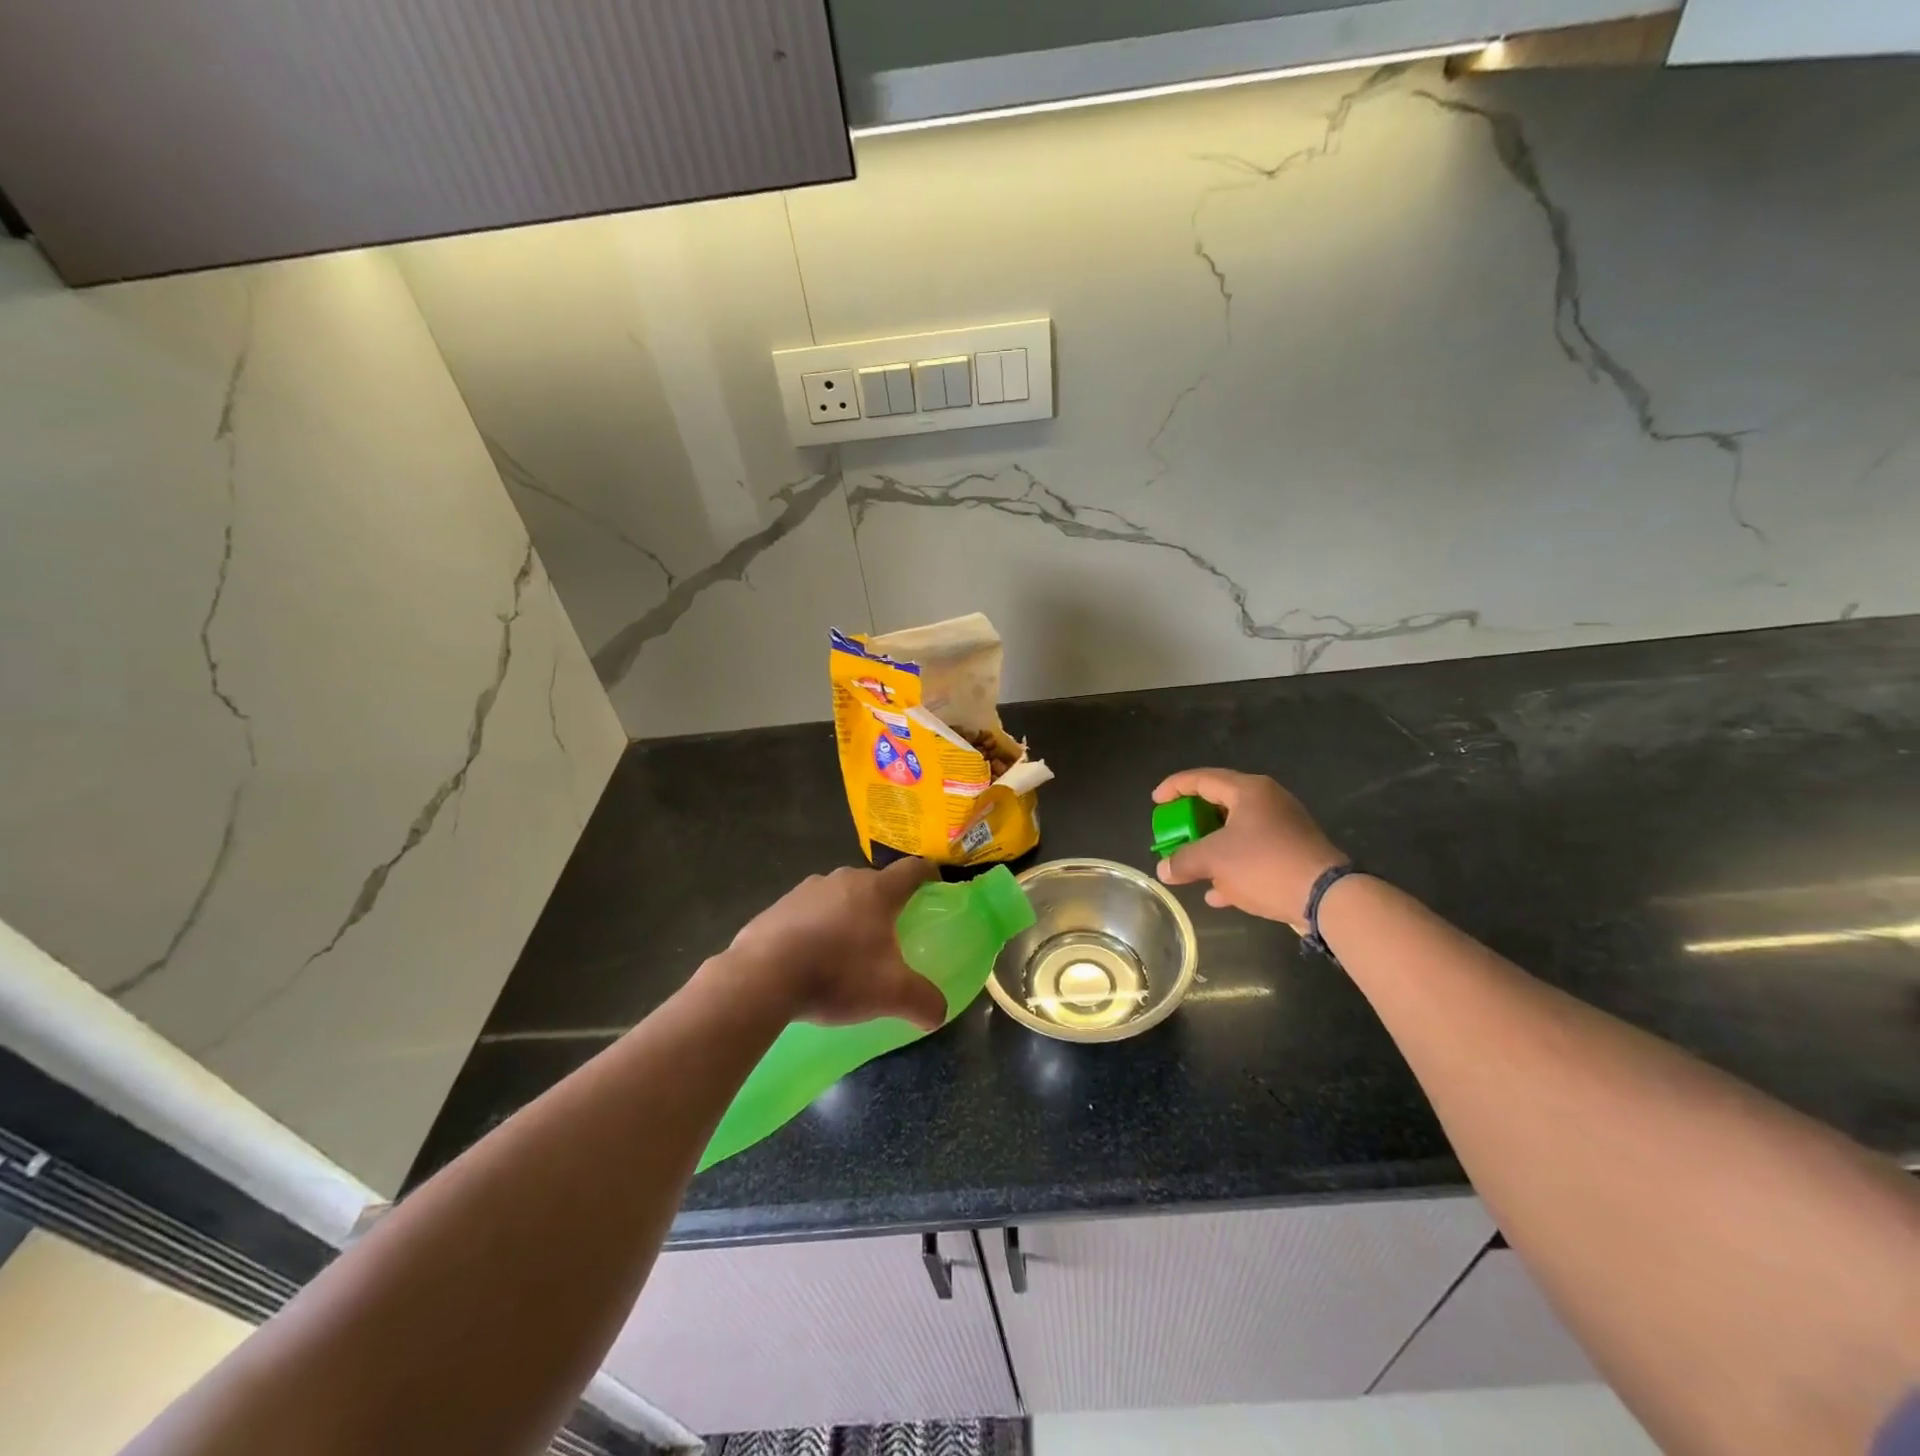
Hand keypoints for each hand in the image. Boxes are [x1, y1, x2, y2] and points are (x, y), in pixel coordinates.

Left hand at [724, 858, 948, 1030]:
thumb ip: (923, 1001)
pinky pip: (807, 911)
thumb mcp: (891, 994)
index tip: (935, 883)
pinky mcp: (778, 906)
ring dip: (847, 914)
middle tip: (889, 932)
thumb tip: (939, 1013)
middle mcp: (844, 879)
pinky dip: (815, 927)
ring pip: (838, 895)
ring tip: (846, 949)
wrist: (764, 976)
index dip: (928, 874)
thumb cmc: (837, 973)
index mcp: (877, 891)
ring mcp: (806, 889)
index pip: (912, 870)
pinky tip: (810, 957)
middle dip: (884, 903)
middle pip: (873, 883)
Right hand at [1153, 769, 1346, 926]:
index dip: (1174, 787)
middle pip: (1220, 804)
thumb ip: (1183, 860)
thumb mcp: (1214, 860)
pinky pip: (1253, 854)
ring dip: (1212, 848)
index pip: (1202, 778)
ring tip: (1191, 864)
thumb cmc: (1264, 864)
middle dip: (1193, 823)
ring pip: (1236, 832)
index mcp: (1248, 791)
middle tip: (1174, 833)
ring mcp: (1283, 828)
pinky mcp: (1292, 854)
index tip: (1156, 803)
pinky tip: (1217, 893)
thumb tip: (1163, 869)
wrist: (1326, 898)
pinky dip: (1232, 868)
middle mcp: (1267, 802)